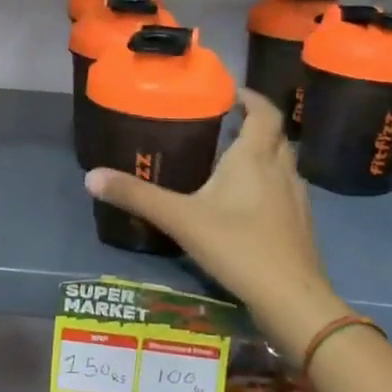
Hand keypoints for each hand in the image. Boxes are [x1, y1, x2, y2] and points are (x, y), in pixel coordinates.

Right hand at [84, 89, 346, 353]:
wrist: (291, 299)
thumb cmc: (238, 247)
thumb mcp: (180, 219)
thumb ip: (137, 196)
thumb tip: (91, 176)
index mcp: (255, 157)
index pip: (263, 112)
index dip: (249, 96)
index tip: (228, 92)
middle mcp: (281, 169)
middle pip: (274, 134)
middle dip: (252, 123)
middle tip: (220, 123)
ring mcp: (296, 198)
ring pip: (282, 162)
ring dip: (262, 153)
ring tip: (229, 159)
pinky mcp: (300, 224)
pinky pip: (284, 188)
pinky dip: (267, 182)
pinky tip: (246, 203)